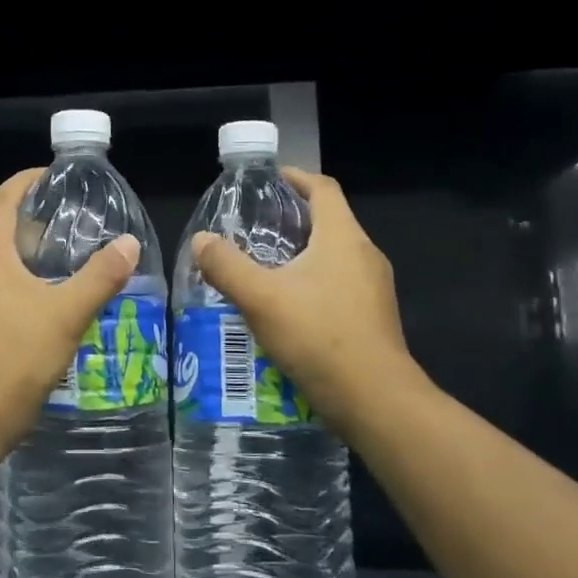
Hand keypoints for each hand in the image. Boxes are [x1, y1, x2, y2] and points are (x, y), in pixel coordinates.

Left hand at [0, 168, 141, 457]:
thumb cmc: (14, 359)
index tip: (52, 175)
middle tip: (74, 223)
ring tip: (69, 265)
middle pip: (0, 234)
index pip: (0, 202)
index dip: (24, 181)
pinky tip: (50, 310)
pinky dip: (24, 289)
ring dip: (30, 260)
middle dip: (34, 223)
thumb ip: (100, 278)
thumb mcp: (66, 315)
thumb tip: (130, 244)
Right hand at [192, 168, 423, 432]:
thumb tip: (201, 240)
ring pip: (334, 256)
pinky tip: (286, 308)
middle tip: (254, 228)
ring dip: (301, 254)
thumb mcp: (261, 298)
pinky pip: (339, 285)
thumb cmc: (318, 337)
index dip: (296, 178)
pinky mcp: (373, 317)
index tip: (269, 180)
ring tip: (263, 267)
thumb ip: (227, 266)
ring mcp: (374, 288)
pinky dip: (312, 283)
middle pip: (330, 221)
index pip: (323, 189)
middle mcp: (365, 255)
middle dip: (293, 219)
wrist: (375, 400)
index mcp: (343, 237)